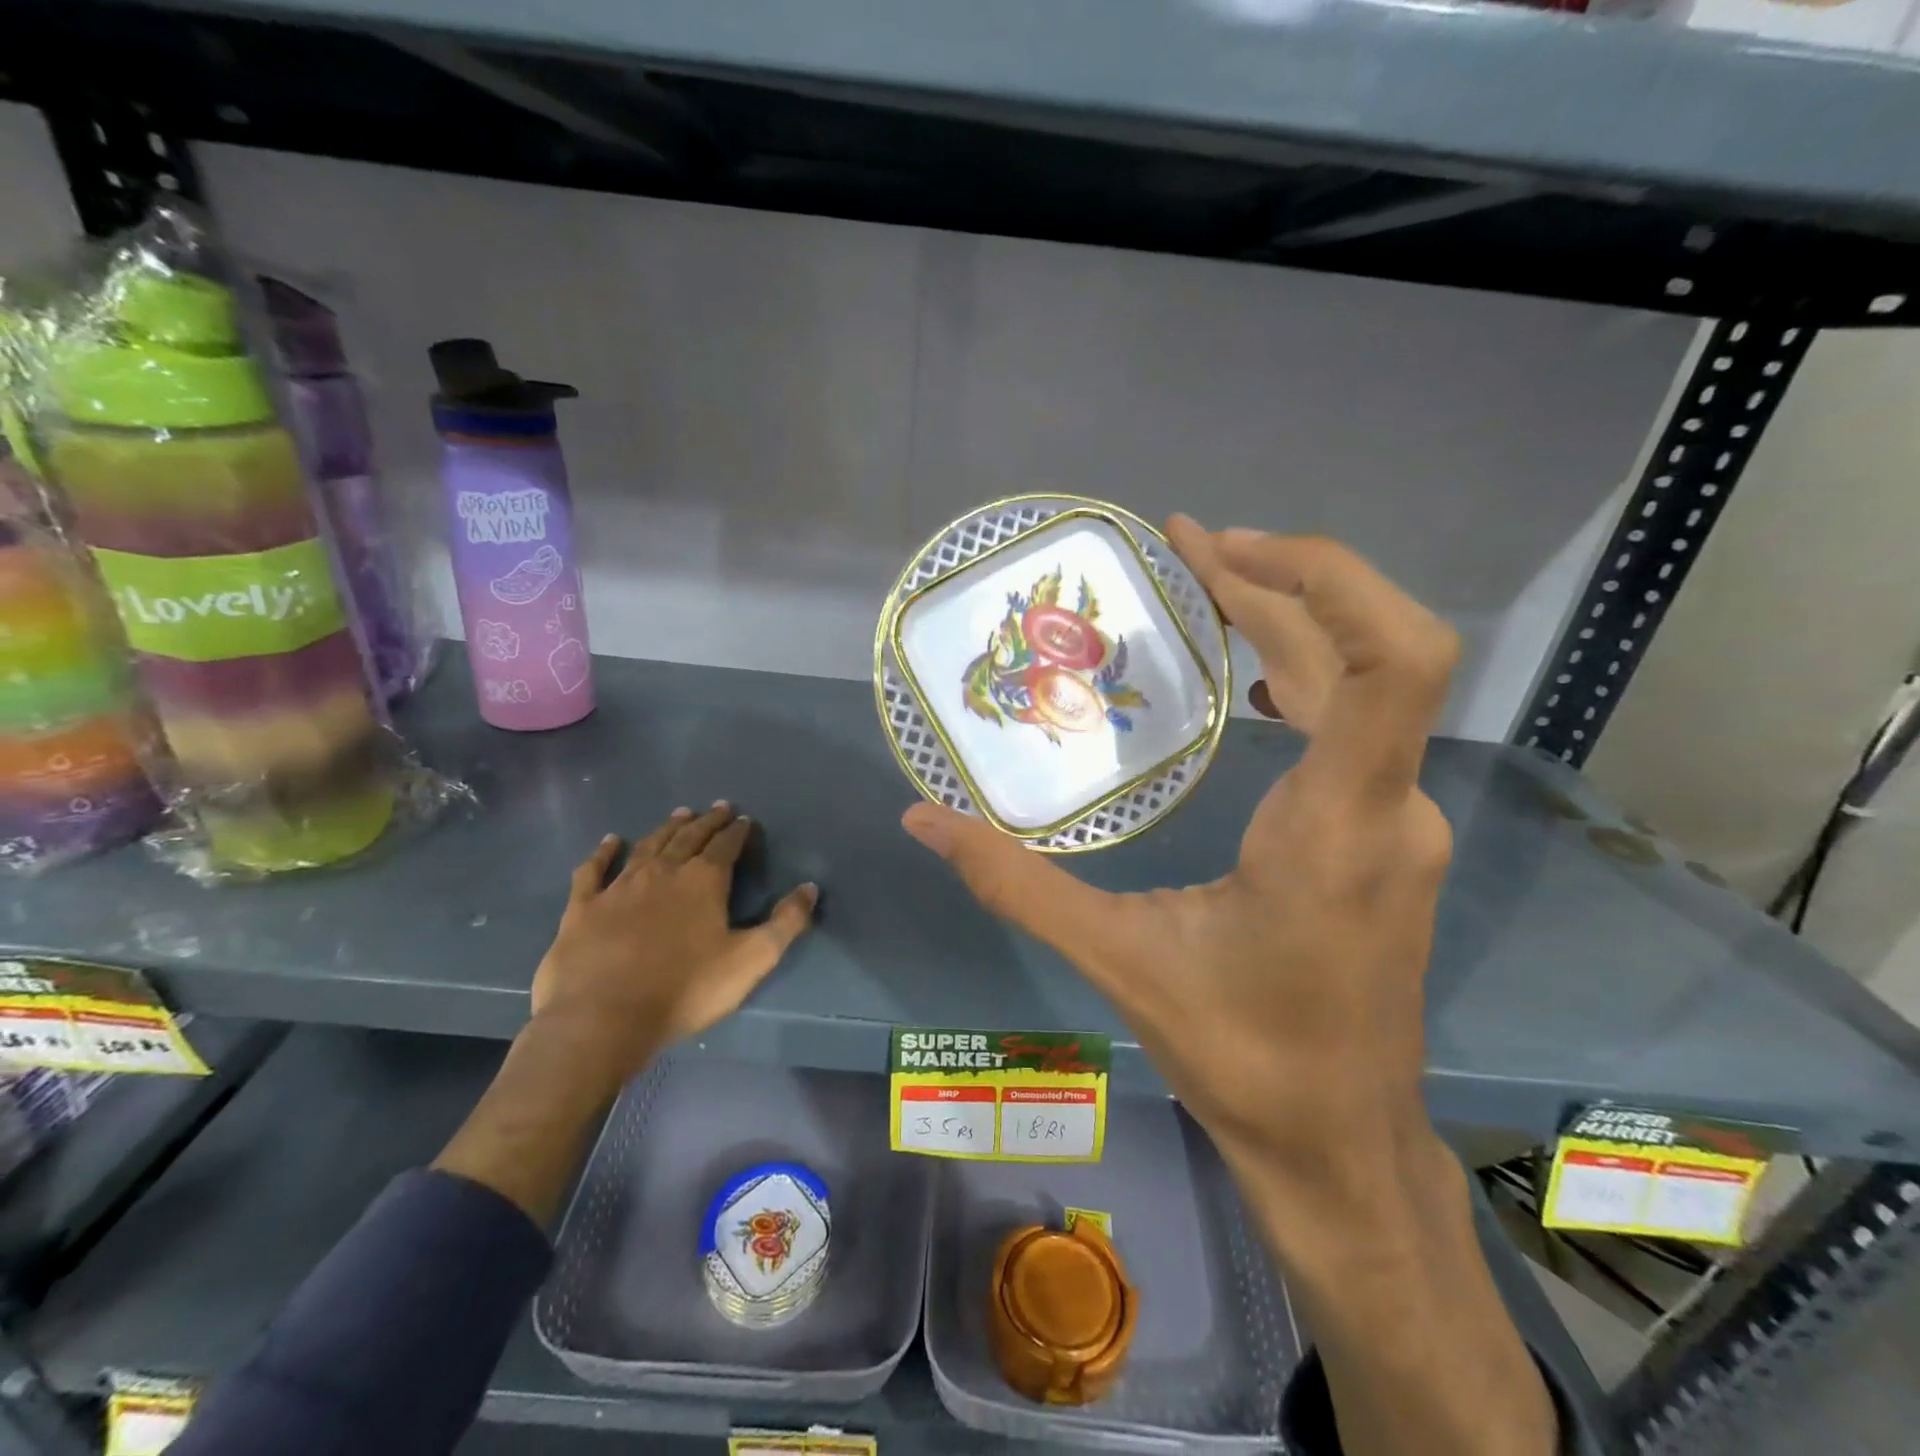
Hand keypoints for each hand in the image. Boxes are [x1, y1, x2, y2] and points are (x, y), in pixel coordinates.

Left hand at [531, 803, 818, 1090]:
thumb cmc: (686, 989)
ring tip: (680, 814)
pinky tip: (610, 842)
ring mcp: (619, 886)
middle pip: (689, 838)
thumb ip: (786, 922)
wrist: (602, 1018)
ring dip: (667, 828)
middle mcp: (663, 872)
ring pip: (648, 846)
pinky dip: (604, 852)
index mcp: (704, 881)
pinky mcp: (583, 907)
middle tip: (718, 808)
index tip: (745, 820)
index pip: (726, 846)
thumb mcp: (751, 959)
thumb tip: (810, 887)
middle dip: (707, 821)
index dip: (737, 832)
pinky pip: (594, 870)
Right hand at [901, 518, 1458, 1188]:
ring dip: (1296, 618)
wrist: (1340, 1143)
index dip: (1321, 579)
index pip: (1391, 663)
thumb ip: (1016, 885)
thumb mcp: (1117, 962)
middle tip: (1186, 547)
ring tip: (1208, 585)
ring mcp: (1399, 821)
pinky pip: (1361, 723)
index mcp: (1336, 826)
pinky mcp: (1387, 837)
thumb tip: (922, 821)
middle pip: (1371, 650)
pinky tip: (1250, 678)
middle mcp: (1389, 807)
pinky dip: (1309, 671)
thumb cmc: (1240, 1056)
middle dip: (1282, 580)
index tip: (1219, 549)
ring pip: (1369, 683)